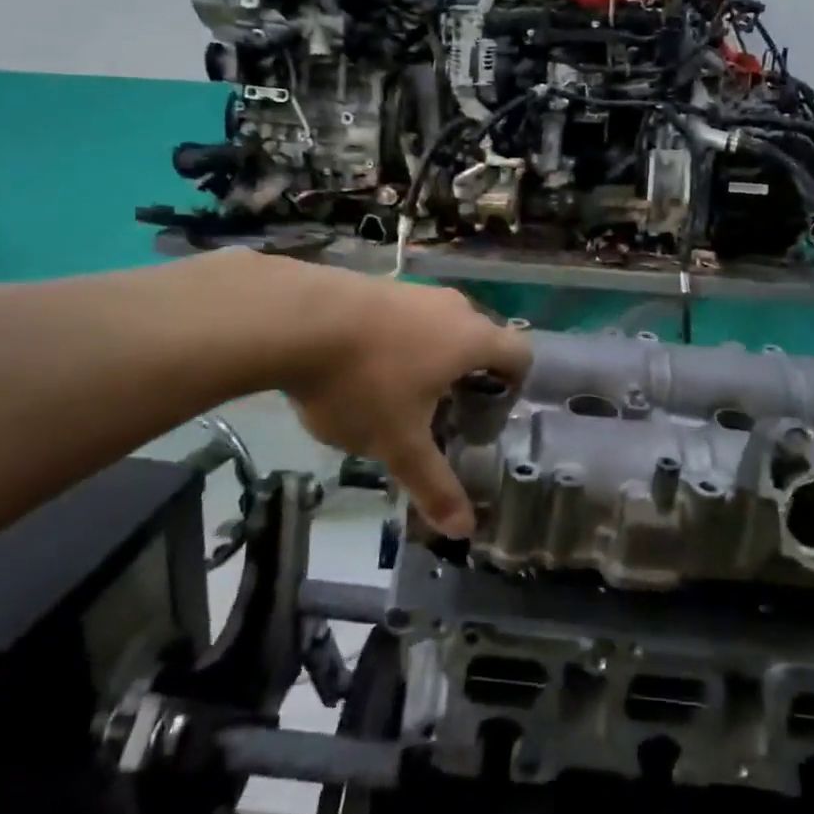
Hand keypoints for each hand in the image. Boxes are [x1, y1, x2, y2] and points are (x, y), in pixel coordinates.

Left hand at [278, 272, 528, 535]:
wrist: (293, 319)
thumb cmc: (362, 382)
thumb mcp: (398, 444)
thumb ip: (433, 485)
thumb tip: (463, 530)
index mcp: (471, 339)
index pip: (520, 354)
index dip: (514, 384)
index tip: (487, 413)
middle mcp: (450, 306)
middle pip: (479, 338)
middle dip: (468, 374)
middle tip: (445, 411)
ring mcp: (409, 290)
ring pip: (437, 324)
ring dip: (429, 355)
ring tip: (397, 392)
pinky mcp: (372, 283)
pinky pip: (401, 315)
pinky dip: (394, 340)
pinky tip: (358, 366)